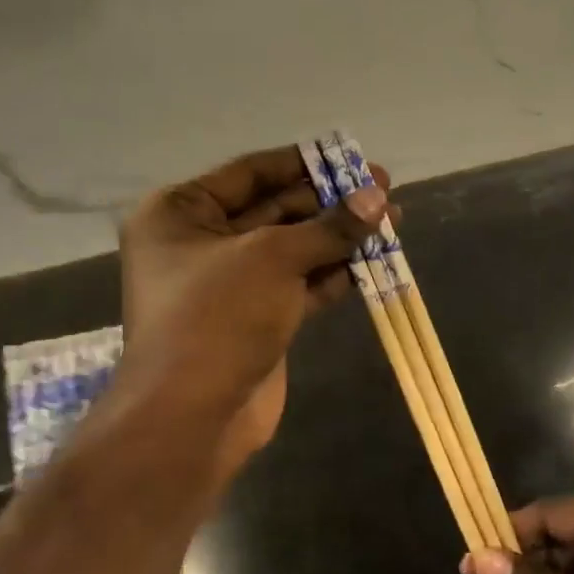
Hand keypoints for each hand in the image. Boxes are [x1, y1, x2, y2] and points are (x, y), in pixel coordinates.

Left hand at [104, 145, 390, 483]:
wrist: (193, 416)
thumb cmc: (218, 317)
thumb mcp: (275, 258)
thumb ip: (330, 226)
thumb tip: (377, 196)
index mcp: (182, 213)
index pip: (251, 172)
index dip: (304, 163)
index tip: (350, 157)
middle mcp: (202, 242)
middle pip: (276, 209)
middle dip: (330, 202)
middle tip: (383, 190)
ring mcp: (231, 283)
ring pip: (293, 248)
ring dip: (338, 237)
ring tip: (391, 221)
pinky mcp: (257, 317)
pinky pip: (299, 283)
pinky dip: (332, 273)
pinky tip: (372, 261)